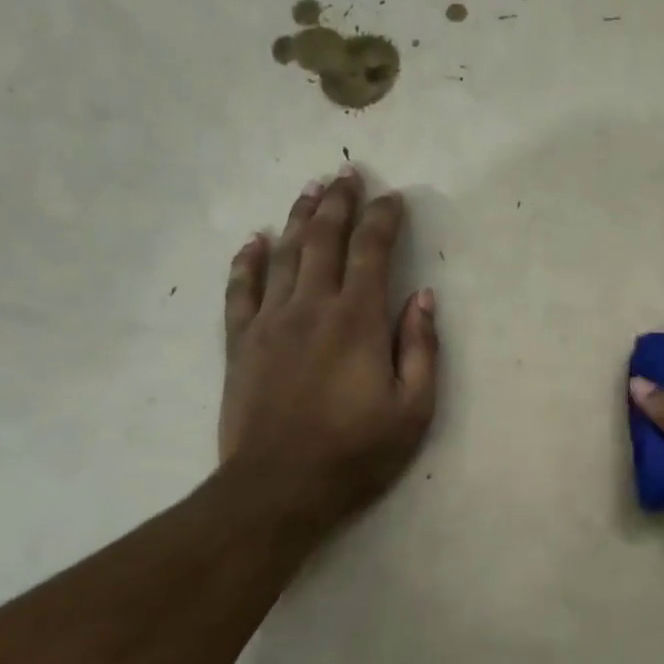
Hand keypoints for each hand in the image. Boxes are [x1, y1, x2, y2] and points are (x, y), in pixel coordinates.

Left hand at [218, 167, 438, 547]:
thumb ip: (421, 349)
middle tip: (347, 174)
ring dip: (298, 218)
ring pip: (283, 255)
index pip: (371, 252)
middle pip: (324, 240)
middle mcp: (311, 308)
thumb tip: (423, 297)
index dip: (383, 219)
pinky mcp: (240, 344)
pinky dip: (247, 262)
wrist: (278, 489)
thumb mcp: (413, 410)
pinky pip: (240, 291)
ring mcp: (270, 323)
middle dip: (339, 203)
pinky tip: (253, 240)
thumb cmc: (355, 453)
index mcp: (358, 321)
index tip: (393, 197)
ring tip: (310, 189)